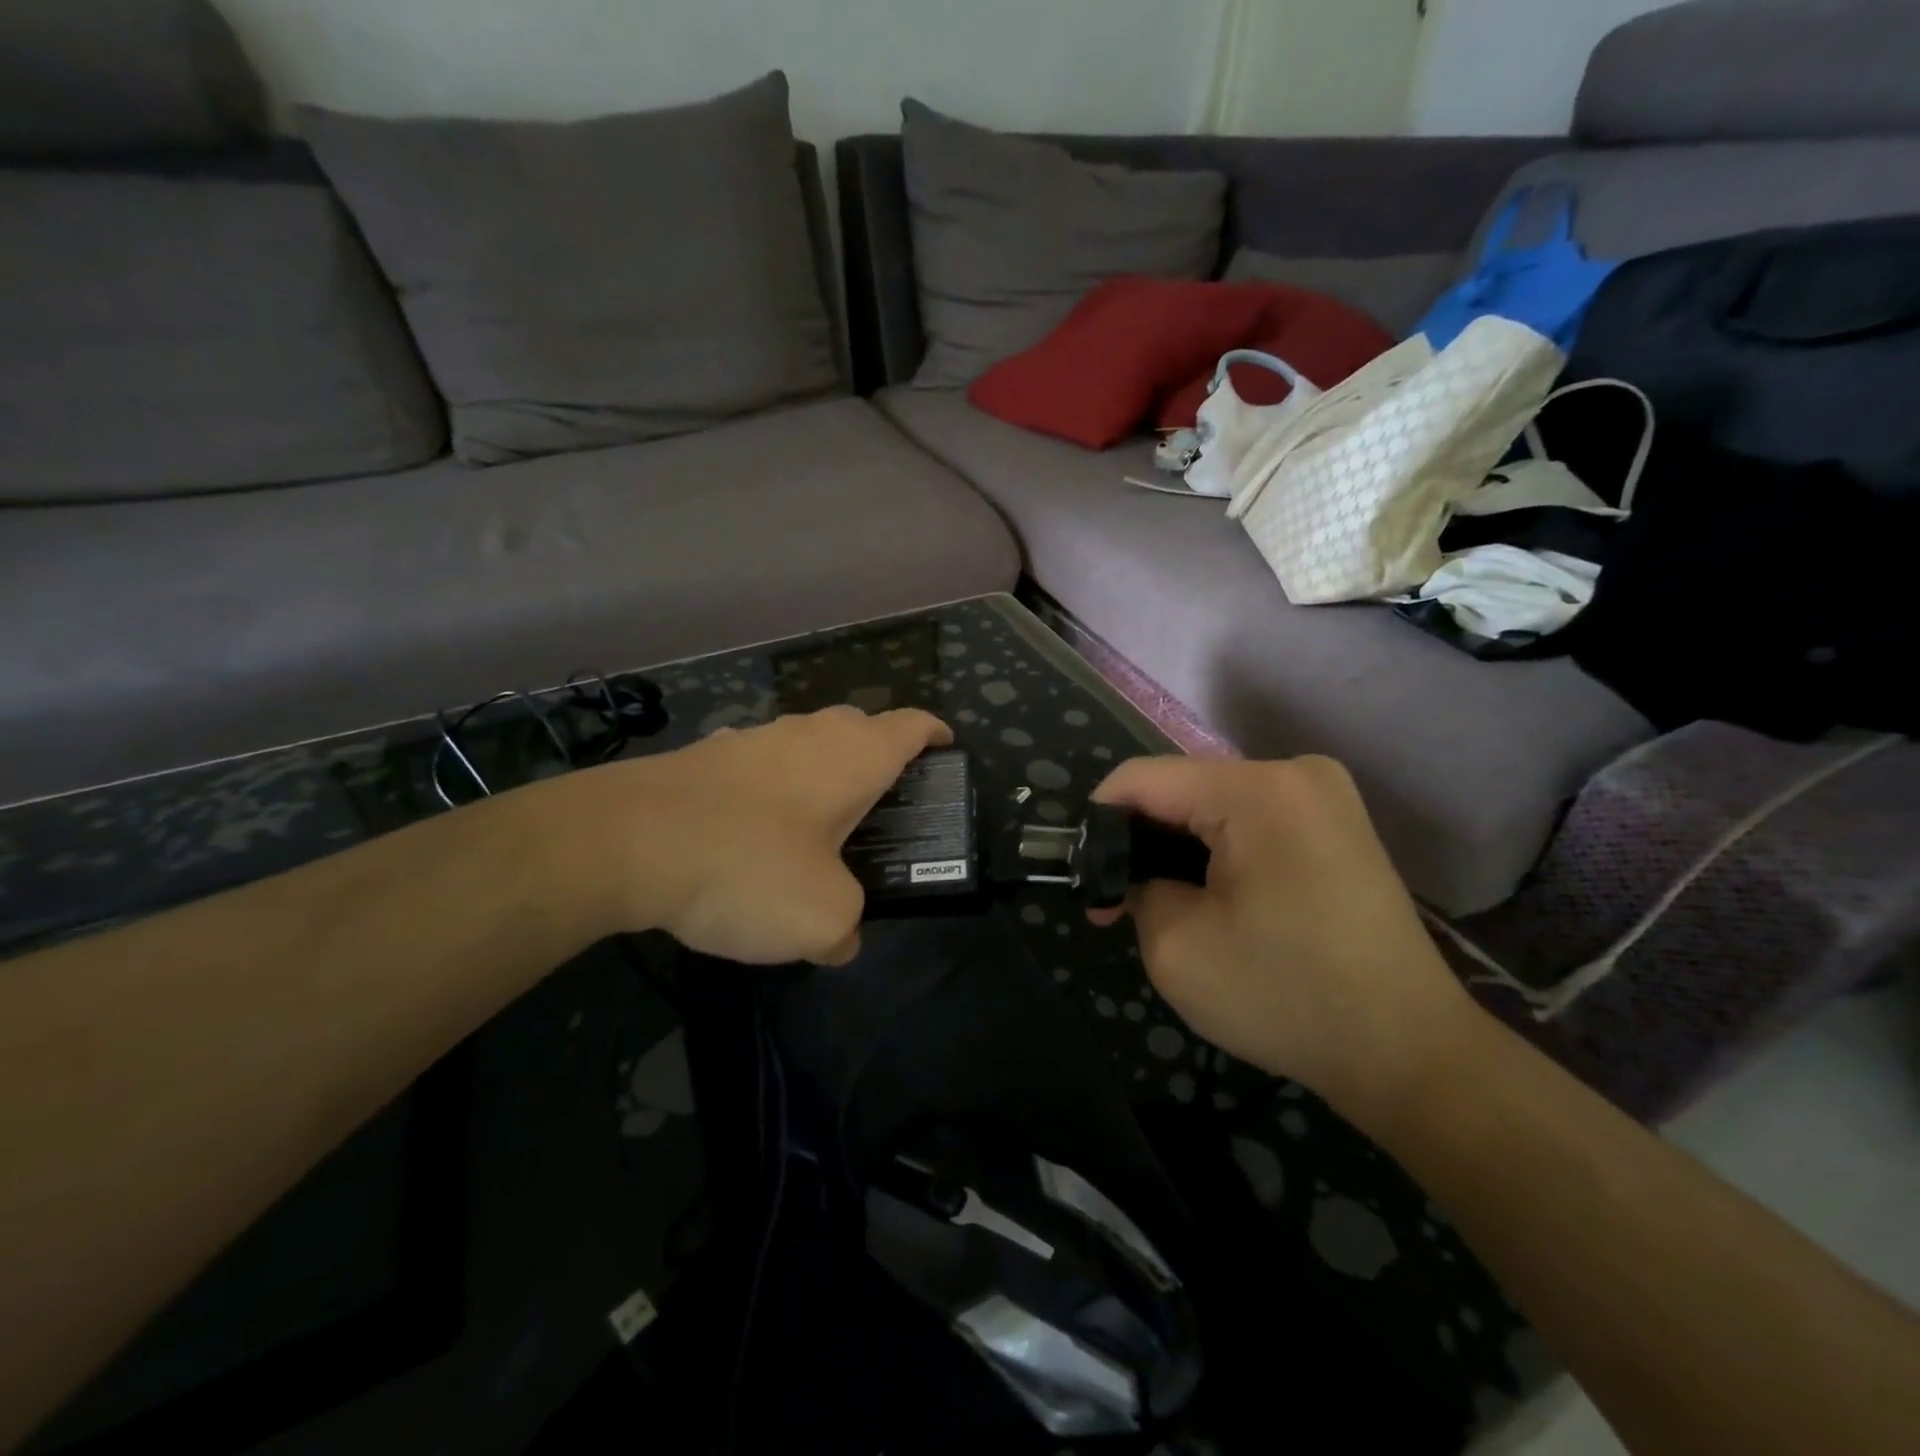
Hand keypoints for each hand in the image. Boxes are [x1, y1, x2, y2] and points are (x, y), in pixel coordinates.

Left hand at [582, 706, 951, 965]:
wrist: (626, 841)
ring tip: (817, 828)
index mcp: (854, 756)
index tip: (947, 750)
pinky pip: (758, 766)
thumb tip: (840, 938)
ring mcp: (753, 738)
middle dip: (879, 757)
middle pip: (861, 728)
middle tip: (883, 807)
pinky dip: (770, 790)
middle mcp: (808, 733)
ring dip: (820, 774)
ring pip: (806, 744)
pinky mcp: (706, 755)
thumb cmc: (750, 866)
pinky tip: (751, 837)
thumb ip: (846, 928)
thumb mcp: (820, 919)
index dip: (936, 735)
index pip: (913, 725)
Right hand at [1090, 755, 1476, 1117]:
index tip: (1087, 878)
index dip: (1100, 821)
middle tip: (1120, 906)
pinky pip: (1252, 820)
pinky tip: (1216, 901)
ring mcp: (1325, 796)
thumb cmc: (1287, 998)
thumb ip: (1134, 889)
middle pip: (1182, 789)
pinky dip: (1219, 852)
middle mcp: (1295, 773)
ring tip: (1165, 908)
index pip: (1144, 778)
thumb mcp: (1176, 948)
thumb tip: (1135, 875)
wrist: (1408, 1051)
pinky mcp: (1338, 825)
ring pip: (1215, 805)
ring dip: (1180, 849)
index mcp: (1257, 791)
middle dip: (1142, 842)